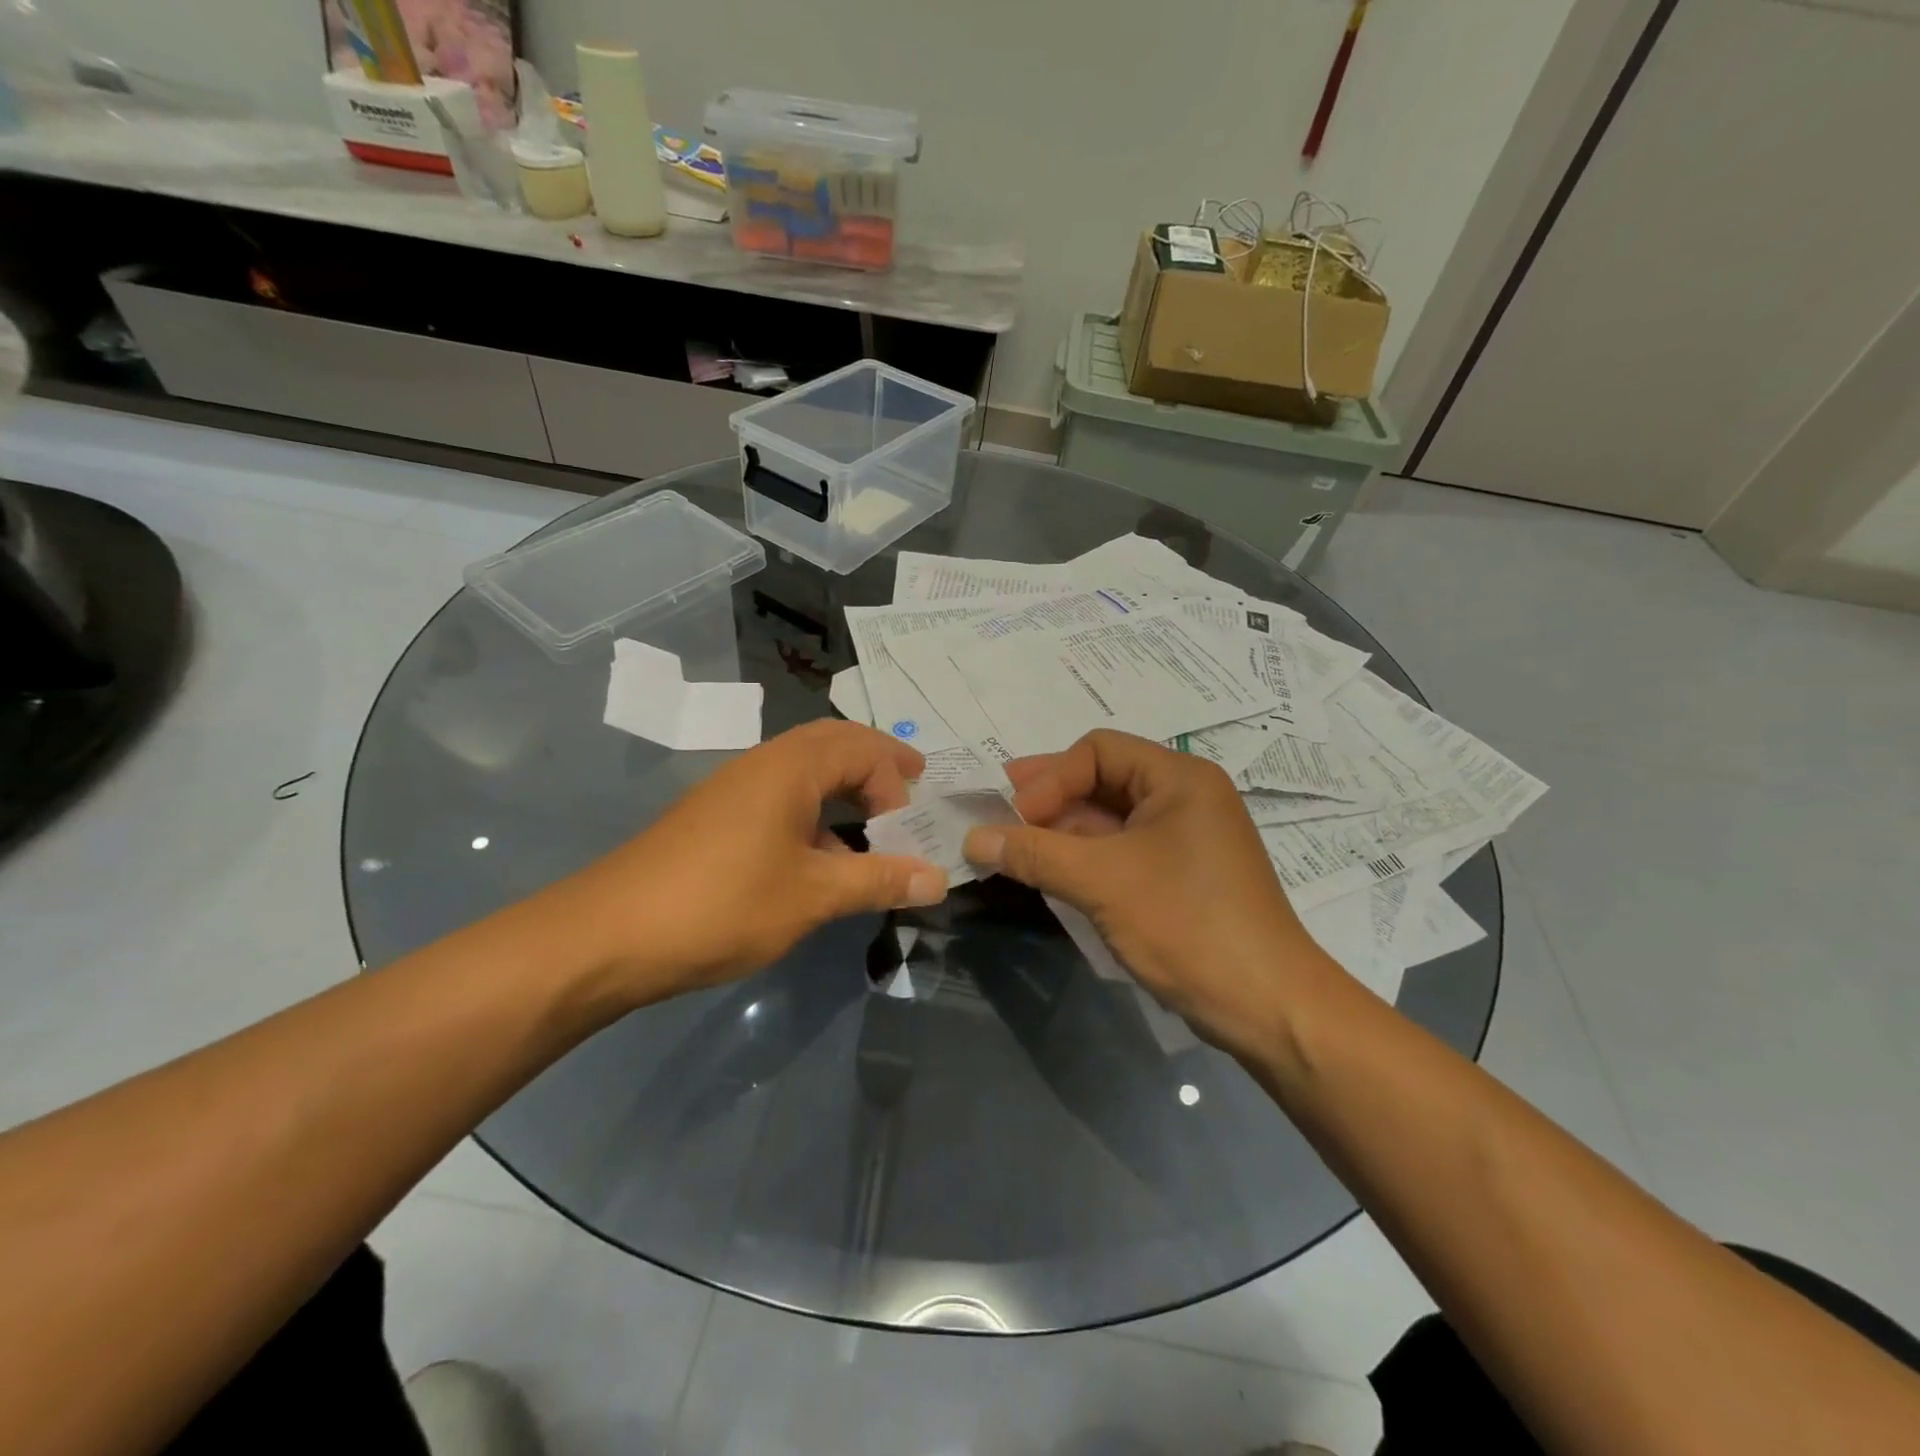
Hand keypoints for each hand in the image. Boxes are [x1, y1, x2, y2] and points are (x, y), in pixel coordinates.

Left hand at [553, 720, 945, 1004]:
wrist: (608, 936)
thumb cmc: (722, 904)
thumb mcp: (812, 896)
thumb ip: (878, 881)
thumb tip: (939, 879)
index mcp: (790, 767)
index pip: (862, 749)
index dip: (896, 781)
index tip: (910, 829)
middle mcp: (763, 764)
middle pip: (832, 743)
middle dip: (876, 762)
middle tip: (912, 784)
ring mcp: (734, 789)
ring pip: (804, 770)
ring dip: (844, 787)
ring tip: (874, 824)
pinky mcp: (716, 819)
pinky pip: (781, 797)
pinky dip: (814, 813)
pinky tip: (821, 859)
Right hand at [963, 730, 1335, 1058]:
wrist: (1268, 1006)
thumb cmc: (1187, 924)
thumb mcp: (1103, 882)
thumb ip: (1035, 853)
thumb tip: (973, 837)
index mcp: (1179, 778)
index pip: (1098, 750)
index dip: (1050, 777)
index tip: (1015, 817)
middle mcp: (1184, 797)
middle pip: (1102, 779)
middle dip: (1049, 798)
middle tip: (999, 816)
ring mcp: (1184, 838)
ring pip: (1109, 818)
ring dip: (1062, 830)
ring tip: (1015, 846)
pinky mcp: (1179, 875)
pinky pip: (1121, 850)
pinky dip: (1084, 857)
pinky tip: (1051, 871)